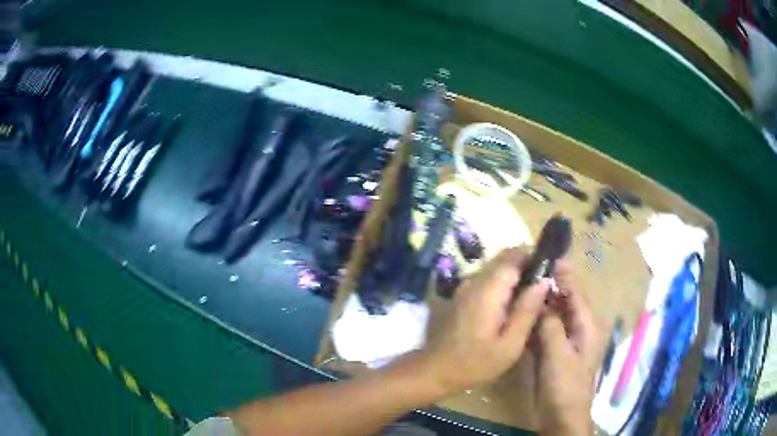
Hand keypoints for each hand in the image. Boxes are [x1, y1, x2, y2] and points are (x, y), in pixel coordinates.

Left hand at [418, 248, 550, 394]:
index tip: (551, 265)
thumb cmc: (475, 363)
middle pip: (504, 259)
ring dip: (515, 273)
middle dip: (526, 263)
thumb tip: (543, 281)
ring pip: (495, 268)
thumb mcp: (509, 344)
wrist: (435, 370)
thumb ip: (527, 311)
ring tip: (532, 292)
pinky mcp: (461, 295)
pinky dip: (503, 283)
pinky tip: (512, 303)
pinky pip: (486, 279)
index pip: (513, 256)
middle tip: (545, 281)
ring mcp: (465, 287)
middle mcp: (474, 281)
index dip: (534, 255)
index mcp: (488, 290)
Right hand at [533, 262, 599, 435]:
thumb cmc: (565, 385)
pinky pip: (544, 330)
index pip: (576, 293)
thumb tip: (542, 300)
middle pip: (565, 301)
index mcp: (586, 326)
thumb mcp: (559, 355)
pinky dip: (536, 320)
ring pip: (553, 315)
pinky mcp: (553, 352)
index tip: (549, 257)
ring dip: (541, 302)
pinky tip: (522, 313)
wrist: (561, 415)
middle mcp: (577, 329)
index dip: (564, 275)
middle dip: (551, 285)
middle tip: (530, 269)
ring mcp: (564, 341)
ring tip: (523, 286)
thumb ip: (551, 326)